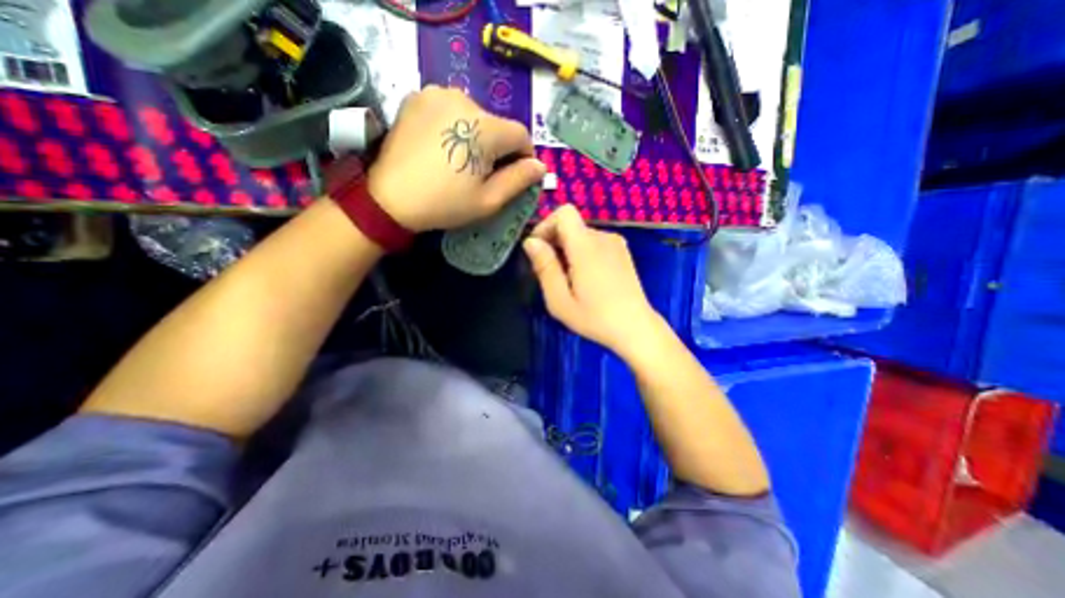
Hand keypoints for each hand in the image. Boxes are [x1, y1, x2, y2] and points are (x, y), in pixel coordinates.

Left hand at [368, 85, 548, 230]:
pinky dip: (455, 126)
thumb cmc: (445, 203)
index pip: (521, 135)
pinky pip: (451, 109)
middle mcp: (464, 99)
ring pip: (475, 116)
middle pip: (497, 125)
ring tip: (461, 160)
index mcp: (485, 127)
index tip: (515, 175)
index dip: (524, 156)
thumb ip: (519, 180)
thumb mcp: (488, 200)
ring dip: (477, 136)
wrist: (389, 198)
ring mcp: (437, 93)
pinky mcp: (418, 96)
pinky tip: (444, 146)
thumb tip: (540, 166)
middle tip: (484, 174)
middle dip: (499, 148)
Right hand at [524, 202, 662, 357]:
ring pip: (581, 235)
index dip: (546, 225)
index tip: (539, 250)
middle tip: (551, 275)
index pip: (564, 212)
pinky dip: (582, 253)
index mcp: (586, 246)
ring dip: (567, 250)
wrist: (636, 328)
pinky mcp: (622, 251)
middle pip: (571, 225)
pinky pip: (594, 242)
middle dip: (554, 243)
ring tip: (569, 280)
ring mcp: (616, 243)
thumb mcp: (560, 300)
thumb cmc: (595, 318)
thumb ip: (544, 267)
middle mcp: (603, 237)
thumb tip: (530, 242)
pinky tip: (585, 278)